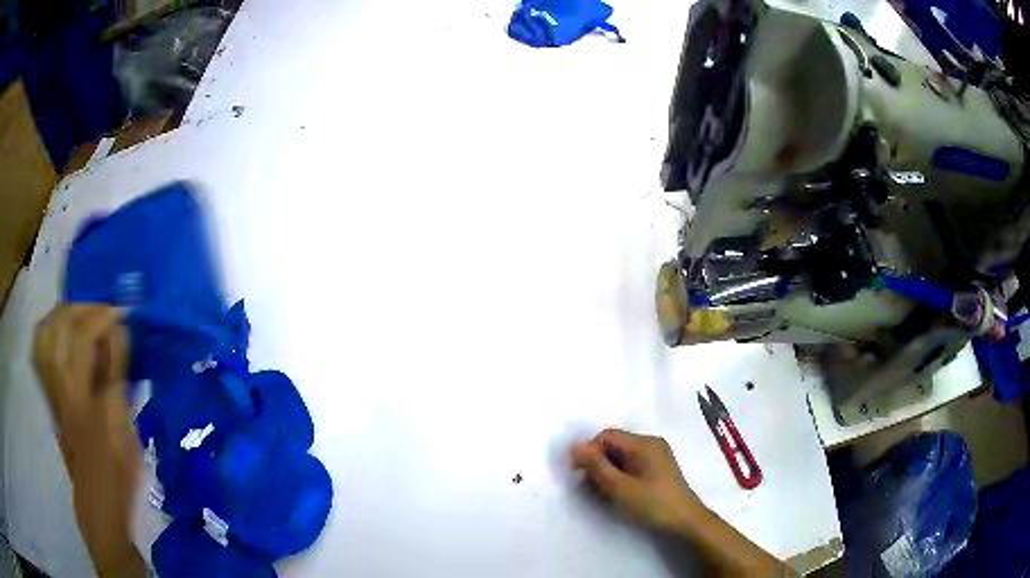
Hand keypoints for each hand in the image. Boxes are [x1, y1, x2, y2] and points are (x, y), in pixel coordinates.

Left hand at [33, 305, 143, 577]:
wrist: (98, 500)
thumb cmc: (113, 463)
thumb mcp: (120, 418)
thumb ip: (116, 369)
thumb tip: (119, 327)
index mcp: (75, 384)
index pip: (83, 332)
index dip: (104, 315)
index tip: (125, 310)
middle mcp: (57, 377)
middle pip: (61, 322)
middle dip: (83, 308)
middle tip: (105, 311)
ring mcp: (50, 384)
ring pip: (47, 332)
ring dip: (64, 317)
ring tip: (83, 317)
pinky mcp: (50, 394)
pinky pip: (44, 350)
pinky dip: (53, 335)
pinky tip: (66, 338)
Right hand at [571, 429, 701, 532]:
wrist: (685, 520)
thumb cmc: (651, 503)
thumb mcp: (619, 487)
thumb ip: (596, 465)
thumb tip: (574, 446)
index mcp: (643, 443)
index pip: (606, 436)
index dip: (588, 451)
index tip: (577, 474)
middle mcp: (651, 444)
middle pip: (614, 445)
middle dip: (597, 463)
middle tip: (586, 487)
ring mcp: (656, 456)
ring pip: (621, 456)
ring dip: (606, 471)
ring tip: (599, 493)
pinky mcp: (658, 468)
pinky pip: (631, 464)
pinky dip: (619, 475)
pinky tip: (615, 493)